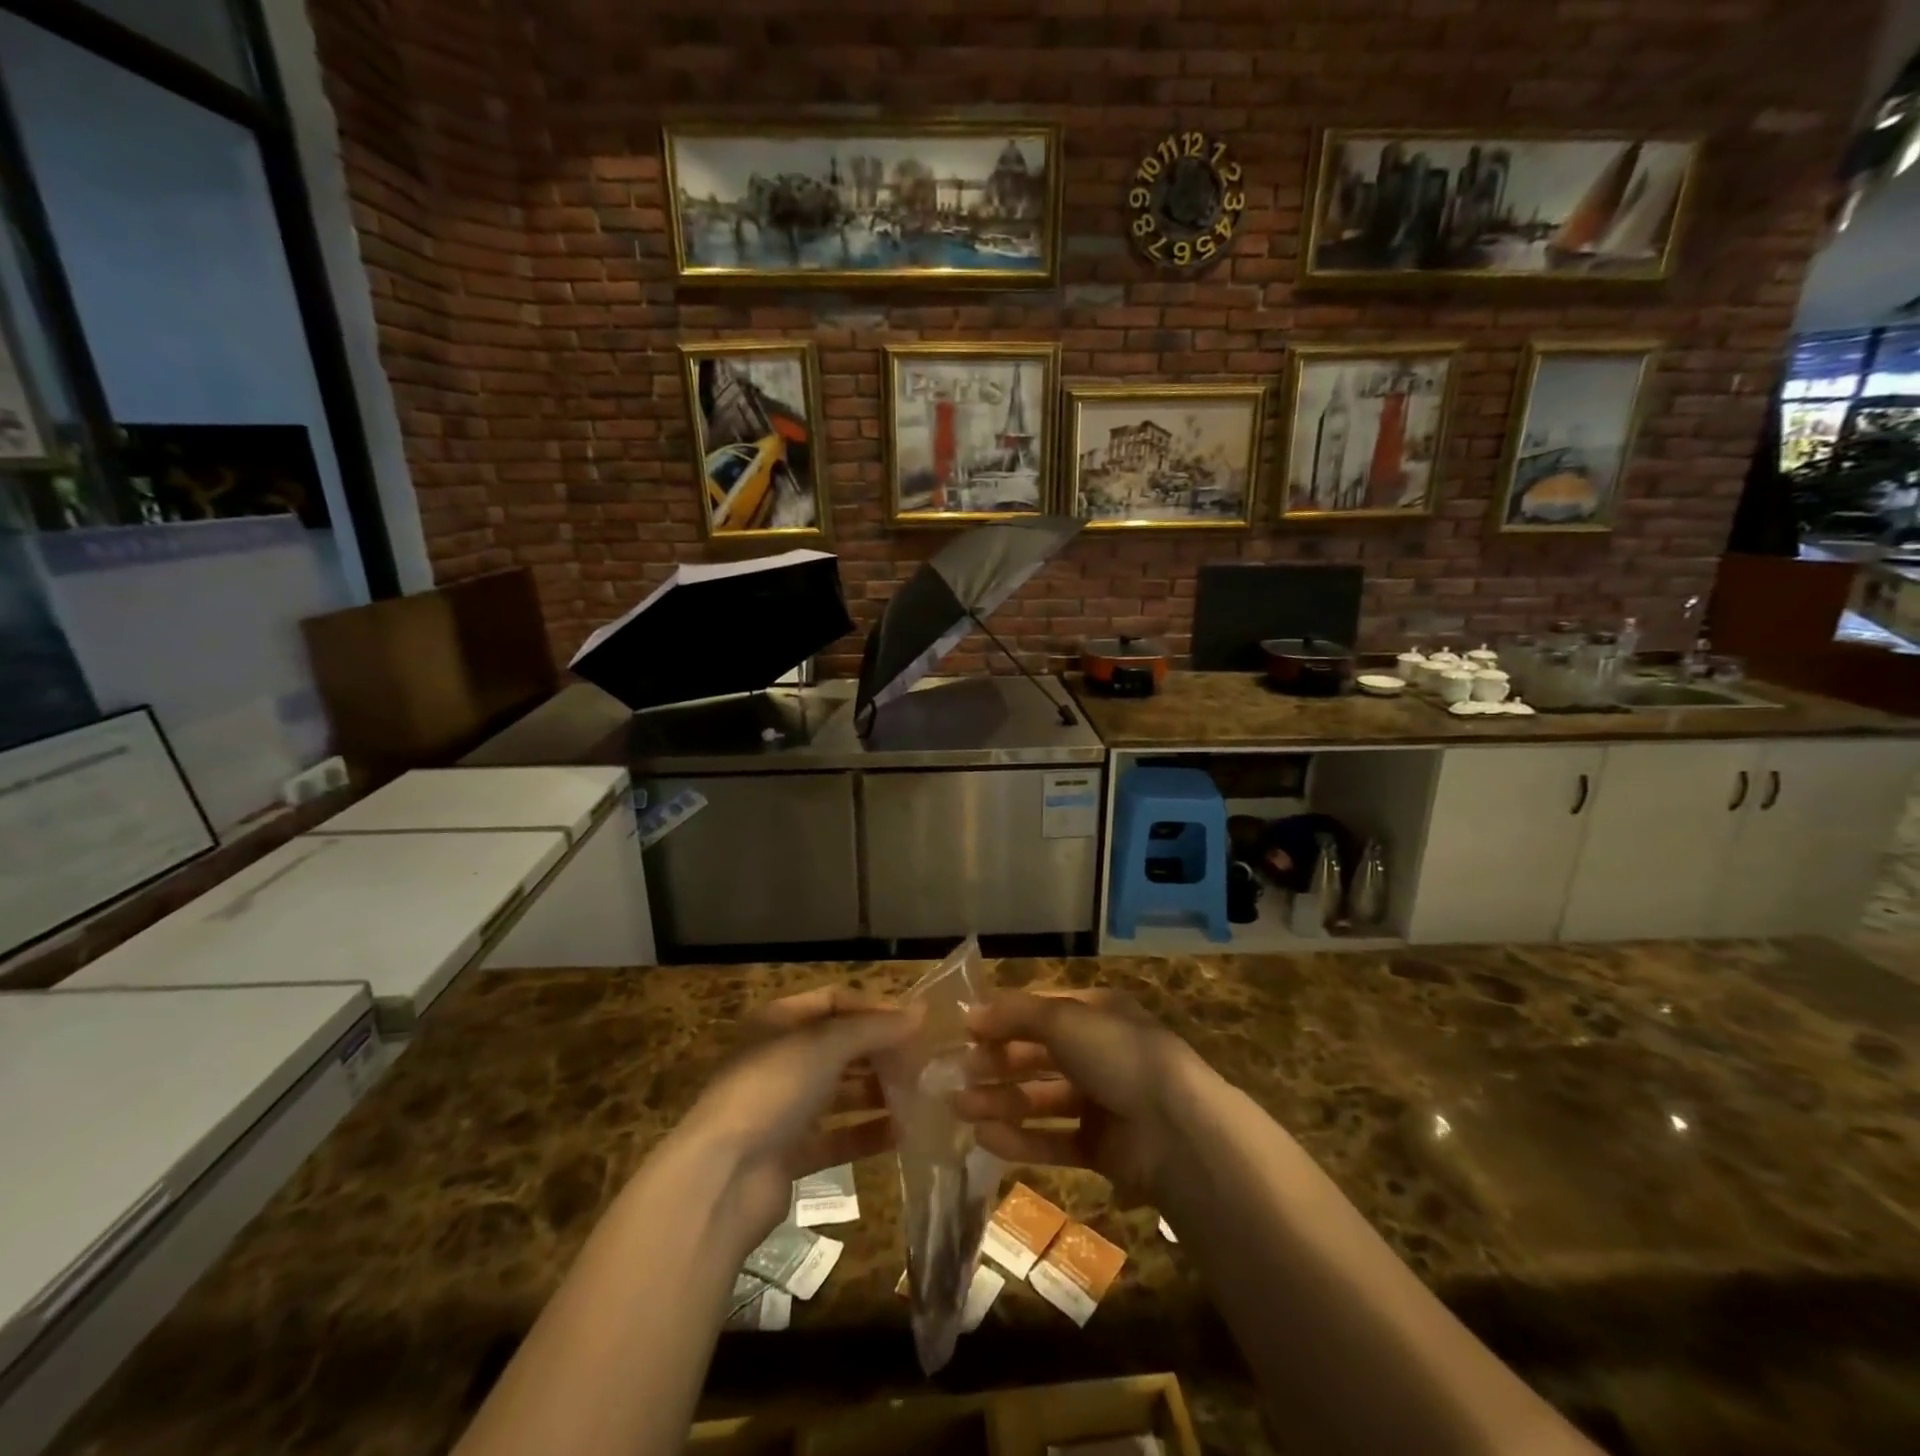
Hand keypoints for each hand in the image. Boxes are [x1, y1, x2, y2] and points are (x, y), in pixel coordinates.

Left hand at [674, 986, 921, 1244]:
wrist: (723, 1178)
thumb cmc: (773, 1089)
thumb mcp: (826, 1045)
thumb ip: (874, 1028)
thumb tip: (920, 1012)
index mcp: (780, 1023)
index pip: (835, 1001)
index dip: (875, 1008)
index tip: (916, 1022)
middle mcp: (781, 1060)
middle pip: (840, 1047)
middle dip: (881, 1051)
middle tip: (924, 1060)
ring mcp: (784, 1108)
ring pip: (841, 1092)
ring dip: (878, 1092)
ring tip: (921, 1095)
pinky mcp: (791, 1153)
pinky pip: (838, 1136)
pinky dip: (867, 1133)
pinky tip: (902, 1133)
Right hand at [955, 988, 1194, 1202]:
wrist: (1175, 1129)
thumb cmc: (1117, 1054)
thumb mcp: (1063, 1018)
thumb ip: (1015, 1015)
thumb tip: (971, 1014)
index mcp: (1096, 1013)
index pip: (1040, 1011)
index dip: (1003, 1019)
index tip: (964, 1032)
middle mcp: (1098, 1052)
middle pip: (1037, 1055)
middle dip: (997, 1063)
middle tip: (955, 1075)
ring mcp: (1101, 1101)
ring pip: (1040, 1098)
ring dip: (1000, 1101)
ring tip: (959, 1108)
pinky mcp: (1101, 1146)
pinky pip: (1053, 1140)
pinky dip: (1021, 1139)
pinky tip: (985, 1138)